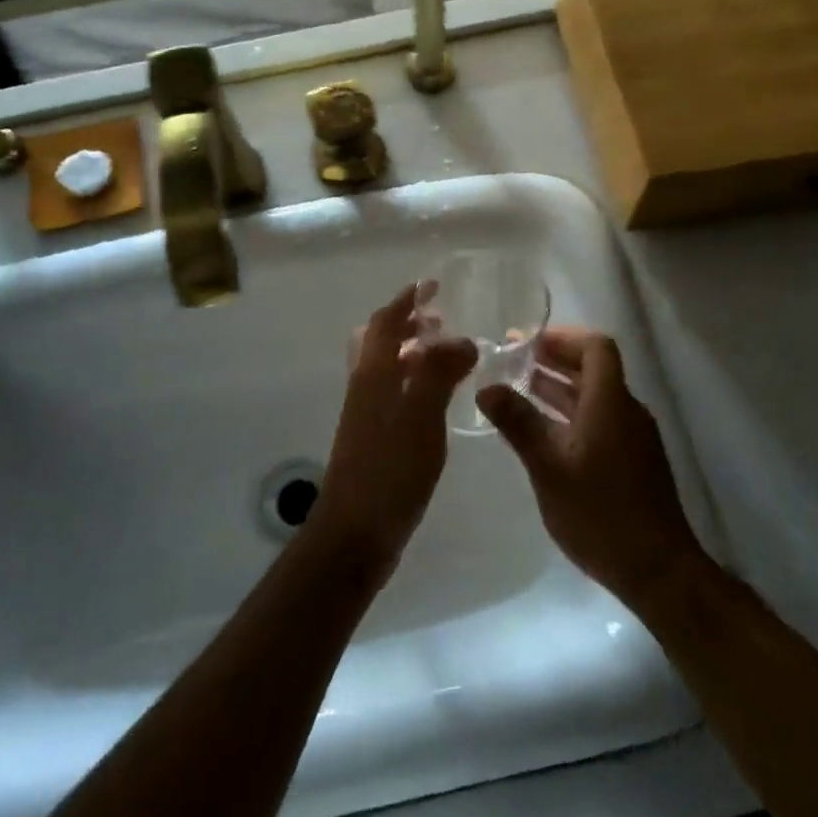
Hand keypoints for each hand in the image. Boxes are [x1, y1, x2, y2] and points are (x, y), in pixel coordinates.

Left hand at [311, 284, 476, 572]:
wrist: (356, 531)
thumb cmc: (390, 470)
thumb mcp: (421, 417)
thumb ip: (440, 373)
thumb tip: (461, 339)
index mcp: (373, 374)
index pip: (385, 322)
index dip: (407, 300)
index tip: (431, 285)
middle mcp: (365, 386)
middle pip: (380, 341)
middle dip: (408, 323)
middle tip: (442, 318)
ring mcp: (367, 414)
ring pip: (387, 368)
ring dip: (412, 352)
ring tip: (446, 353)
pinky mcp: (374, 438)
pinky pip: (395, 393)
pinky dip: (415, 381)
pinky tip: (438, 399)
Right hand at [476, 328, 699, 601]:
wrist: (657, 570)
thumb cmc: (600, 512)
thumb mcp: (548, 466)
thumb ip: (518, 422)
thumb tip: (486, 387)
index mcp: (610, 402)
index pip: (596, 347)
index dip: (562, 338)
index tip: (526, 342)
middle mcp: (626, 411)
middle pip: (594, 369)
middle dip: (553, 361)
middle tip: (511, 361)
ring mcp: (631, 437)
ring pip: (594, 398)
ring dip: (558, 389)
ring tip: (516, 390)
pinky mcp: (632, 461)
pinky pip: (598, 420)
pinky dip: (569, 414)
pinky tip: (540, 432)